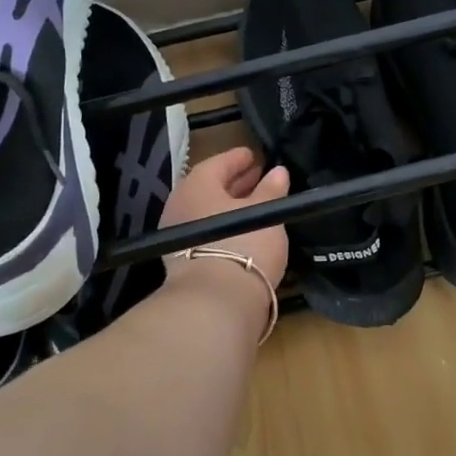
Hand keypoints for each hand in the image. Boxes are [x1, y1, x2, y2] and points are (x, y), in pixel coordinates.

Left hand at [159, 147, 289, 289]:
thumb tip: (278, 171)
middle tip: (257, 178)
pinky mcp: (182, 260)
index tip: (253, 156)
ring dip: (229, 206)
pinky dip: (223, 226)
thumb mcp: (264, 214)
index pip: (217, 163)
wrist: (216, 300)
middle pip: (209, 188)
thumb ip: (271, 190)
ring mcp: (177, 235)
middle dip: (234, 183)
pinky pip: (205, 232)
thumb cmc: (243, 244)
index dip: (237, 158)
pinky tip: (242, 231)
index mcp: (196, 185)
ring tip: (254, 205)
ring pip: (207, 212)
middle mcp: (180, 205)